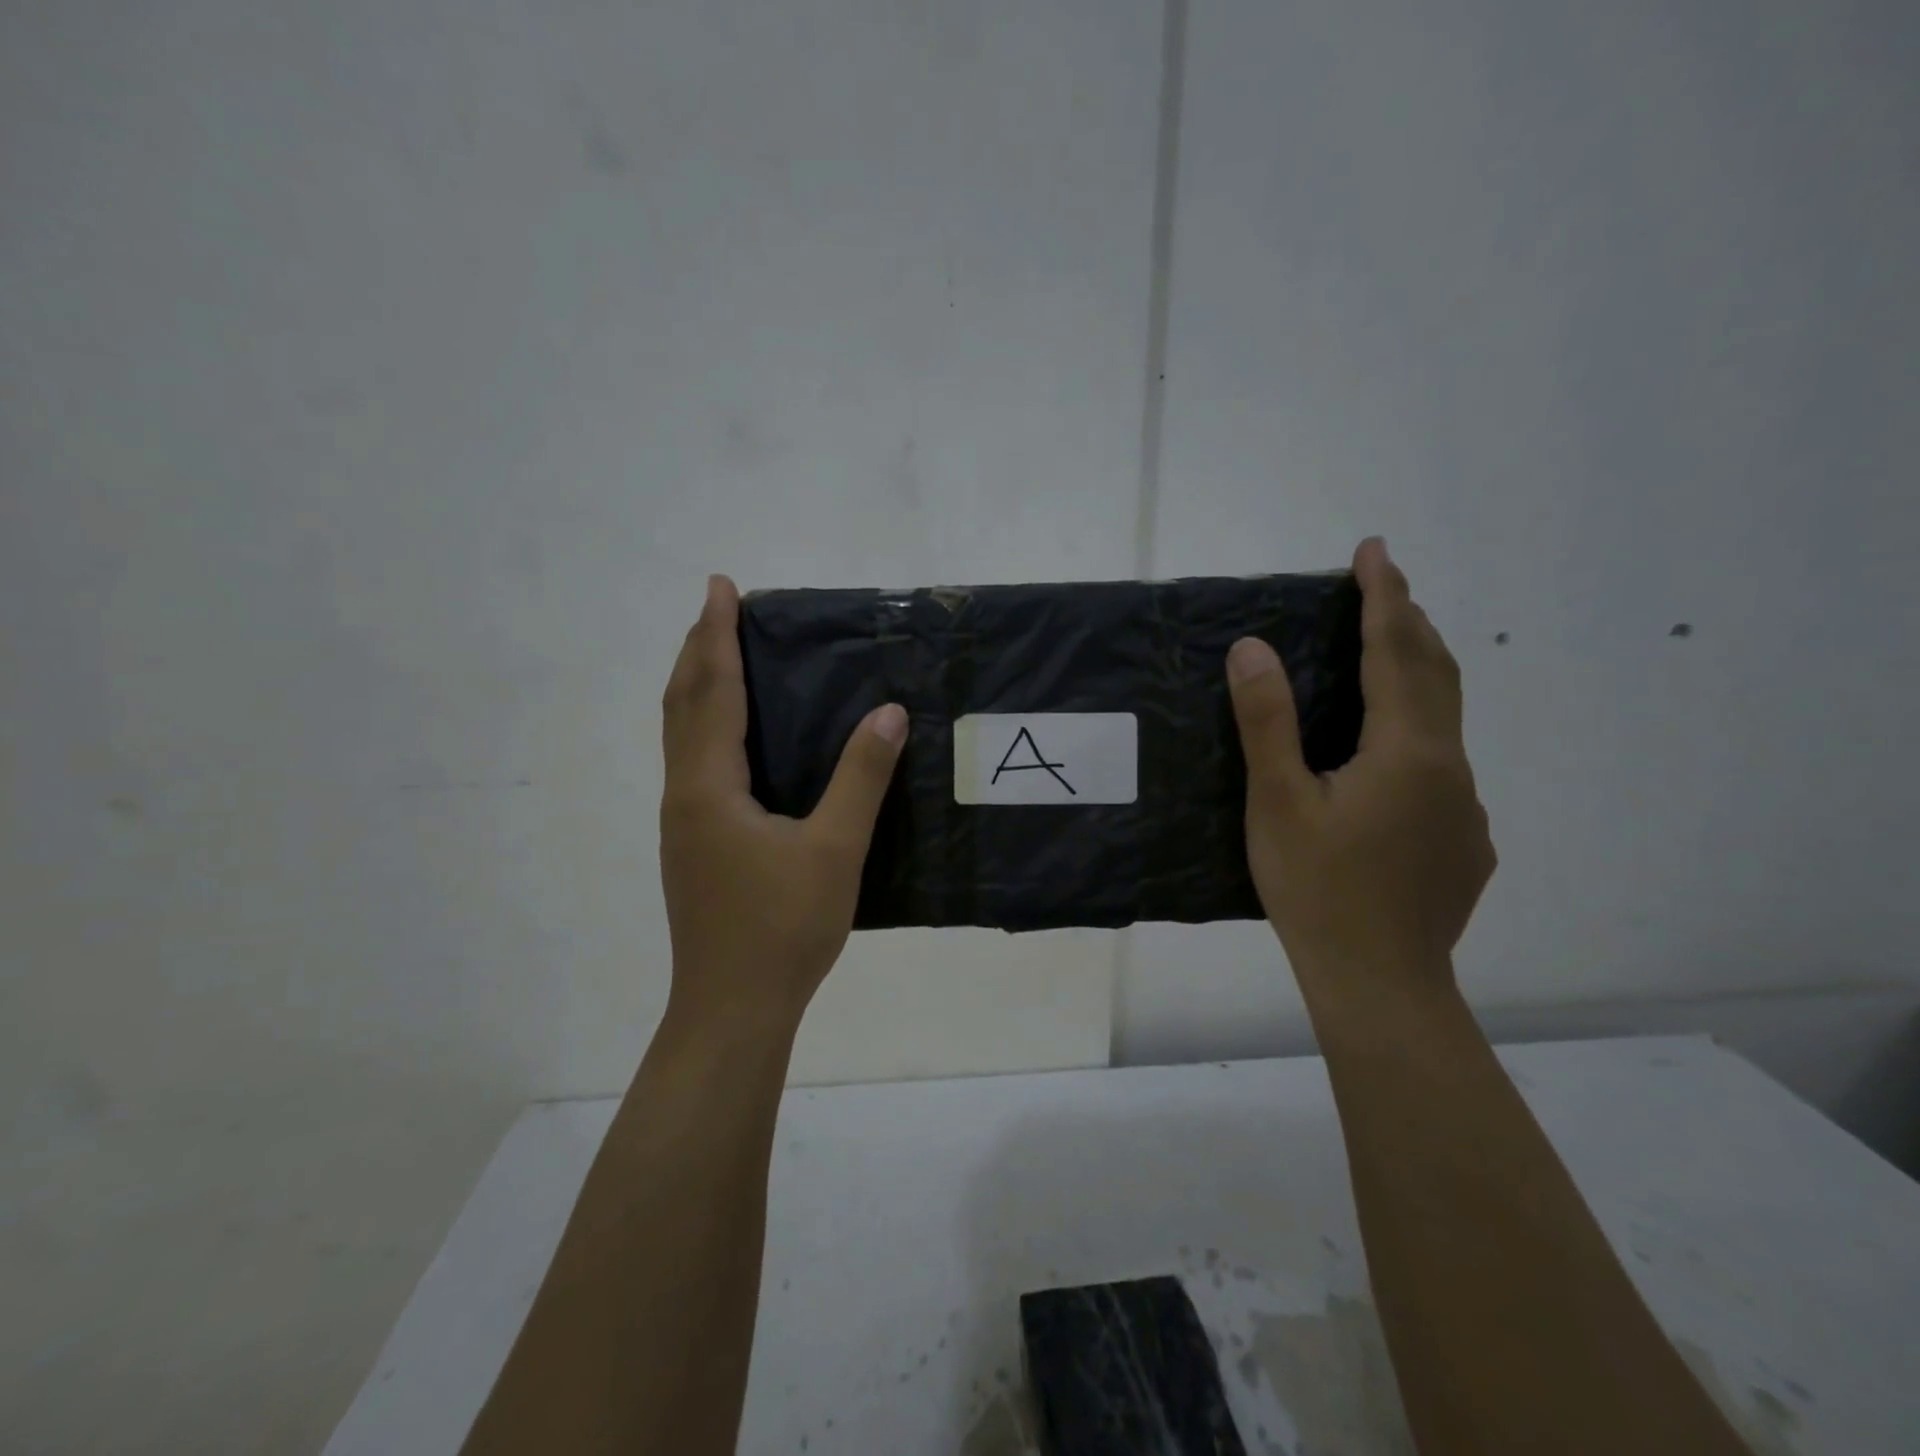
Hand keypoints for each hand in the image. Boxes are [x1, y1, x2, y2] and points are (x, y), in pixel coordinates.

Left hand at [660, 575, 908, 1034]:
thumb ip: (861, 778)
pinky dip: (702, 725)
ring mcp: (682, 824)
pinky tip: (730, 738)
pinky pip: (690, 762)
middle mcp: (683, 795)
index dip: (716, 636)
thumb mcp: (834, 850)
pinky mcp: (692, 846)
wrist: (731, 1009)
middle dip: (697, 650)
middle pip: (681, 705)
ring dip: (695, 687)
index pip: (711, 691)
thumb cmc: (782, 929)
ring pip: (679, 736)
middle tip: (717, 608)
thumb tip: (888, 712)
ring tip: (719, 656)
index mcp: (709, 787)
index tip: (720, 587)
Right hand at [1226, 539, 1494, 989]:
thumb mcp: (1277, 802)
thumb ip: (1267, 721)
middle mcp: (1450, 768)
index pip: (1396, 651)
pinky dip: (1418, 735)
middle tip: (1381, 589)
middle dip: (1410, 623)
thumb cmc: (1318, 889)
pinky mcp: (1467, 842)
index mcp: (1406, 751)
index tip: (1374, 550)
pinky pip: (1443, 768)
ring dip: (1415, 677)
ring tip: (1382, 660)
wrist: (1381, 983)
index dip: (1384, 596)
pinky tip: (1387, 763)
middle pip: (1436, 675)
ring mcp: (1466, 808)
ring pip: (1444, 722)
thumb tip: (1252, 647)